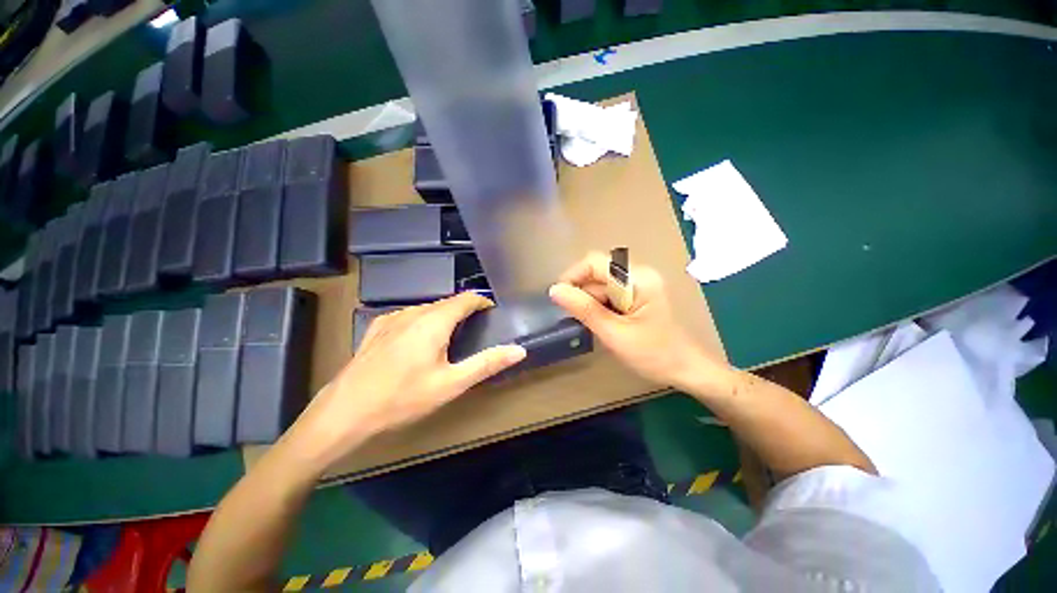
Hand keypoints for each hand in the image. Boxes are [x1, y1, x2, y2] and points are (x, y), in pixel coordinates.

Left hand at [288, 293, 526, 466]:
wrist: (344, 413)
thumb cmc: (402, 398)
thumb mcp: (451, 383)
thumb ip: (487, 363)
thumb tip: (519, 349)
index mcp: (434, 321)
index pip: (465, 299)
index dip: (482, 301)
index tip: (493, 312)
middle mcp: (413, 312)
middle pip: (447, 302)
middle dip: (465, 310)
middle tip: (477, 329)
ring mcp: (392, 319)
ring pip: (427, 308)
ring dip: (445, 315)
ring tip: (453, 335)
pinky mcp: (378, 329)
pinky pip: (409, 316)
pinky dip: (425, 321)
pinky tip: (421, 340)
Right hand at [549, 252, 725, 390]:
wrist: (686, 370)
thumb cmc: (654, 354)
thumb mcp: (615, 333)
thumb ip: (585, 310)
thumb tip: (554, 290)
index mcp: (638, 278)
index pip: (595, 262)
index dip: (573, 276)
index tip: (559, 298)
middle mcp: (638, 274)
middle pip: (597, 273)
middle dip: (582, 294)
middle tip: (576, 319)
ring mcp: (638, 284)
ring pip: (601, 285)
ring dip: (590, 302)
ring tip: (590, 325)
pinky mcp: (637, 295)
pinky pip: (609, 294)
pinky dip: (599, 306)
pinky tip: (601, 323)